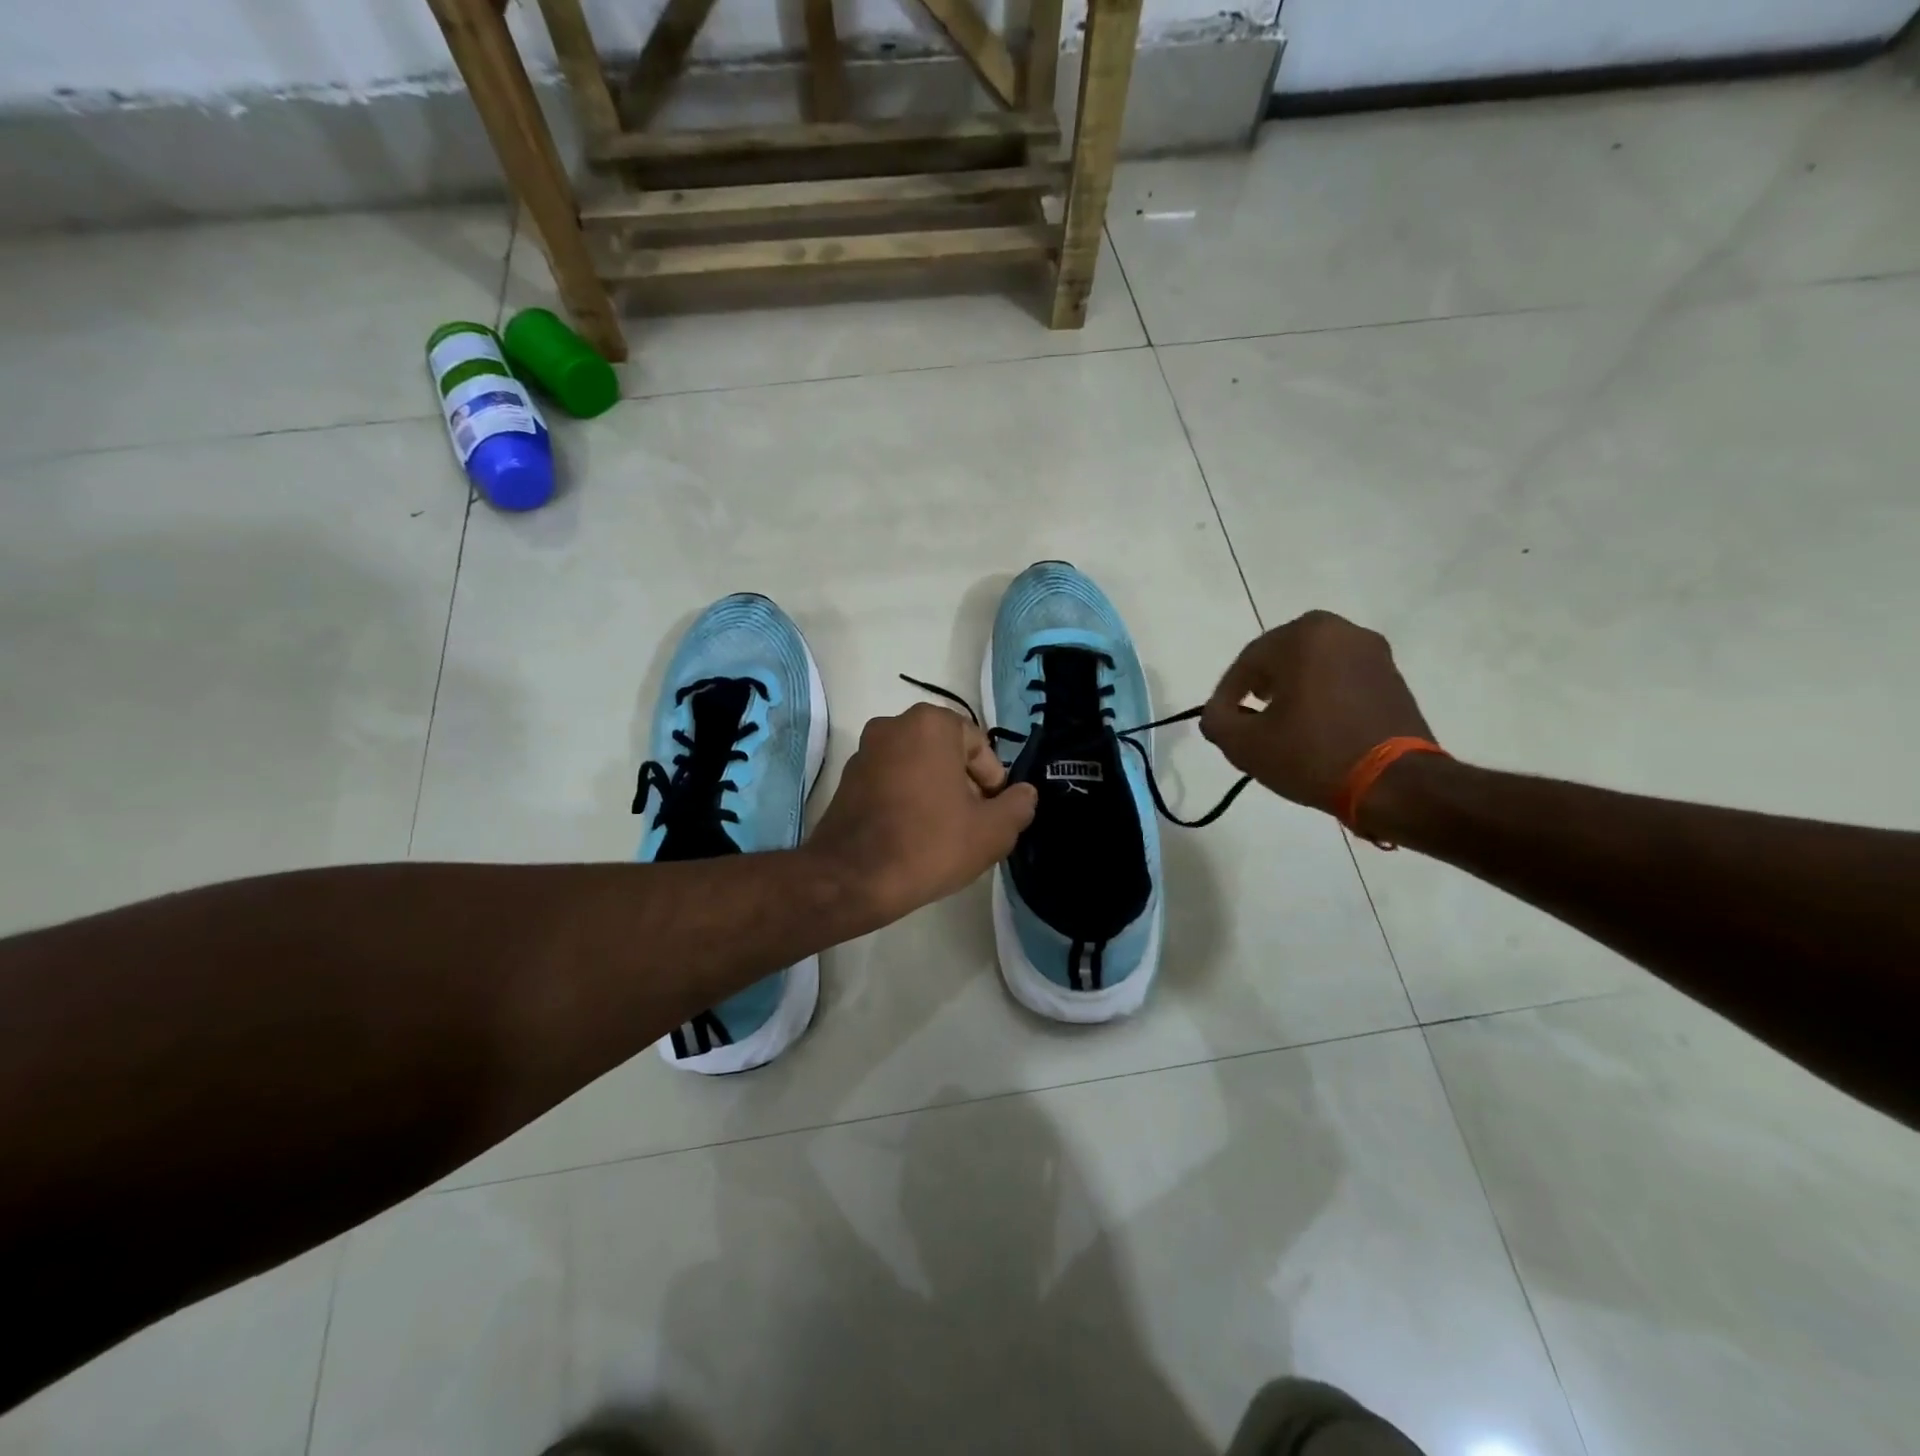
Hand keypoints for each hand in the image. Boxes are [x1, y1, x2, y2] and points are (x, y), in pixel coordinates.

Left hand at [807, 704, 1038, 926]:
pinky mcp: (847, 778)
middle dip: (964, 787)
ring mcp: (864, 750)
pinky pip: (891, 782)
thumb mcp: (992, 831)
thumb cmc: (929, 844)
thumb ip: (1018, 806)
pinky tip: (912, 836)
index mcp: (931, 724)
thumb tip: (1024, 794)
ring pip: (918, 768)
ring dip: (936, 794)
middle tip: (971, 826)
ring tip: (942, 835)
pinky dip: (907, 800)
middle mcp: (893, 724)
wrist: (853, 878)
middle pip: (947, 755)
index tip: (991, 816)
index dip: (993, 784)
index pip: (979, 747)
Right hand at [1199, 611, 1433, 813]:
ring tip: (1280, 725)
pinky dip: (1322, 696)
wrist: (1396, 784)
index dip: (1226, 695)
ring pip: (1313, 667)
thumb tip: (1217, 715)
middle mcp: (1341, 631)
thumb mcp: (1245, 744)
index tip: (1220, 723)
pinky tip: (1314, 727)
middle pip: (1281, 658)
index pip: (1247, 662)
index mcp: (1303, 636)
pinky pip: (1341, 679)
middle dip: (1260, 687)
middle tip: (1247, 719)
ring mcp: (1374, 652)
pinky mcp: (1393, 678)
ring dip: (1292, 691)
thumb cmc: (1313, 754)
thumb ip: (1217, 721)